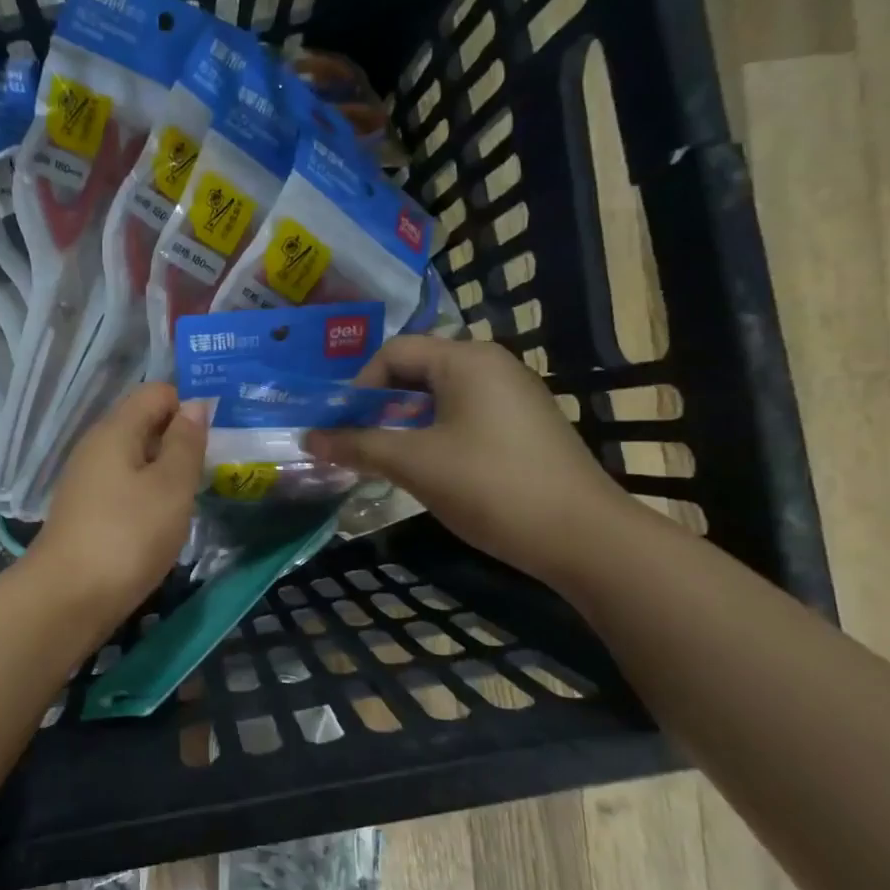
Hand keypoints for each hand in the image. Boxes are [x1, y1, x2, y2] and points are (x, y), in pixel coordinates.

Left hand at [25, 383, 206, 630]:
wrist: (68, 598)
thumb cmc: (127, 536)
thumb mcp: (171, 486)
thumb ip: (186, 443)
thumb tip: (195, 404)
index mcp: (115, 430)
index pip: (156, 392)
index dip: (189, 405)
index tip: (217, 437)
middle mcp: (96, 446)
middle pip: (144, 423)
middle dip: (180, 439)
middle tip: (213, 468)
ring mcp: (87, 480)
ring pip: (135, 457)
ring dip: (166, 470)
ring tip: (194, 495)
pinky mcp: (86, 510)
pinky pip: (125, 486)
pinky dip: (148, 495)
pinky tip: (164, 520)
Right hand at [304, 336, 631, 584]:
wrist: (583, 537)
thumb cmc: (490, 486)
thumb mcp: (413, 463)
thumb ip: (357, 446)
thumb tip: (307, 439)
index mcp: (466, 360)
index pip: (393, 352)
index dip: (358, 386)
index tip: (344, 428)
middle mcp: (492, 365)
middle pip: (416, 371)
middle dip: (378, 406)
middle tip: (356, 443)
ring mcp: (513, 396)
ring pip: (439, 397)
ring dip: (403, 423)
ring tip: (386, 460)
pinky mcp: (524, 426)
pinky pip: (464, 416)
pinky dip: (434, 434)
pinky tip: (429, 469)